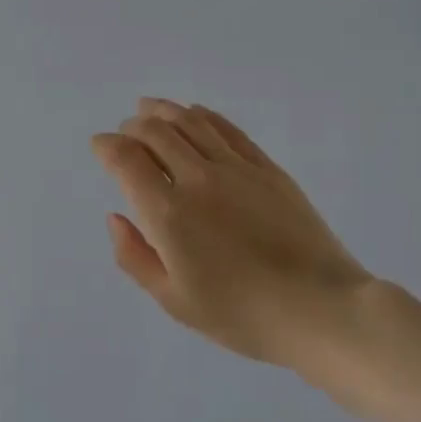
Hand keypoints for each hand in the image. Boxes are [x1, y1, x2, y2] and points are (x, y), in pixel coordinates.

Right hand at [92, 98, 375, 372]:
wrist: (321, 308)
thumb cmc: (241, 314)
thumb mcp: (174, 301)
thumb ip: (135, 256)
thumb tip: (115, 217)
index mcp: (169, 214)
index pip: (126, 159)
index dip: (106, 146)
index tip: (99, 146)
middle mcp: (198, 179)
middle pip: (156, 131)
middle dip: (132, 126)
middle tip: (124, 132)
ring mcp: (236, 169)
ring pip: (190, 122)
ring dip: (163, 110)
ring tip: (149, 107)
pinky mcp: (267, 169)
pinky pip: (227, 129)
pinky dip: (202, 116)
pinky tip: (194, 114)